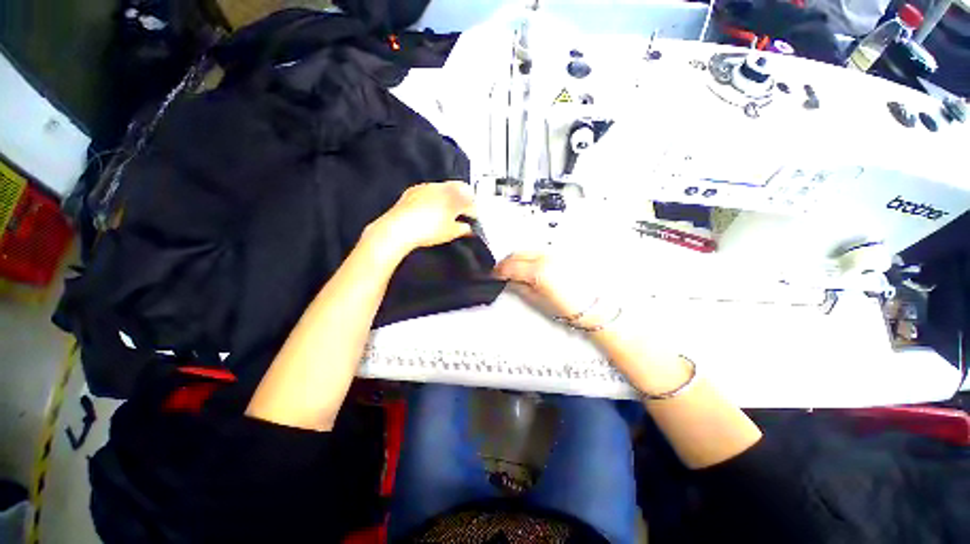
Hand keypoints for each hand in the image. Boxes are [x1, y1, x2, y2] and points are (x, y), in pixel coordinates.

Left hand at [367, 181, 476, 255]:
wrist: (399, 228)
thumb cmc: (428, 230)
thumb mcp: (450, 232)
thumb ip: (462, 229)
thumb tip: (468, 228)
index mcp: (455, 197)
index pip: (470, 202)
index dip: (474, 211)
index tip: (474, 219)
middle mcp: (442, 187)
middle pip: (459, 189)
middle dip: (464, 199)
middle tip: (464, 211)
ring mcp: (427, 186)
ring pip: (445, 188)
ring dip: (450, 197)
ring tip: (449, 210)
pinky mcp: (414, 190)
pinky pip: (430, 190)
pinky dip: (436, 197)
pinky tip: (433, 208)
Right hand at [493, 252, 606, 325]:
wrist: (591, 305)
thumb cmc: (566, 307)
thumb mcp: (536, 299)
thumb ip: (518, 286)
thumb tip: (508, 279)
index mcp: (538, 271)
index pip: (511, 266)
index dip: (499, 271)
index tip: (494, 275)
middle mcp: (545, 257)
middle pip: (517, 253)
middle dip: (506, 262)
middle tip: (501, 271)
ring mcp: (554, 253)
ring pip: (527, 250)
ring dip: (517, 257)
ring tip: (514, 269)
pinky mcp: (560, 254)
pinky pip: (538, 251)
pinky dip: (529, 256)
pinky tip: (528, 265)